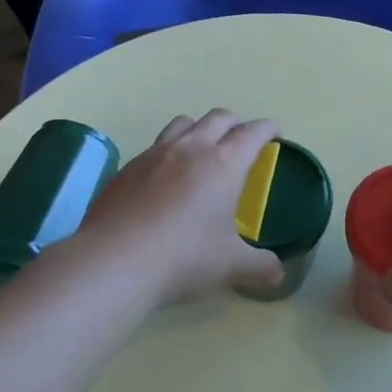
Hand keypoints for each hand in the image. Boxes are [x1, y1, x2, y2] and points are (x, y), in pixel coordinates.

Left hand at [82, 110, 285, 304]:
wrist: (113, 262)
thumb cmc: (184, 258)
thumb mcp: (231, 266)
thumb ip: (260, 266)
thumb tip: (278, 274)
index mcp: (224, 164)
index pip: (252, 132)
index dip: (268, 129)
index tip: (275, 134)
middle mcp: (190, 149)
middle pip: (219, 117)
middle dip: (236, 124)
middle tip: (243, 142)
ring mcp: (154, 155)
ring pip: (183, 123)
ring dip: (200, 129)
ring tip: (202, 151)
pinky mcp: (127, 168)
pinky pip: (154, 147)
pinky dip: (169, 152)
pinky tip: (165, 180)